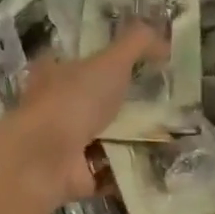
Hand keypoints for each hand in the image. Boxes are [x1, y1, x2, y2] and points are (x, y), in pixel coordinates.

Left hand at [0, 25, 166, 209]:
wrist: (45, 159)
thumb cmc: (72, 102)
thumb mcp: (110, 62)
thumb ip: (137, 44)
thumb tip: (164, 39)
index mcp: (53, 74)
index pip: (78, 61)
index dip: (104, 61)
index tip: (138, 66)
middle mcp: (54, 107)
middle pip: (92, 102)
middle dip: (122, 104)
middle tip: (163, 102)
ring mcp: (63, 144)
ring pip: (103, 137)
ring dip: (130, 138)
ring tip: (170, 133)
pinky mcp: (75, 174)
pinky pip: (109, 171)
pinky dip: (129, 170)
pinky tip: (157, 163)